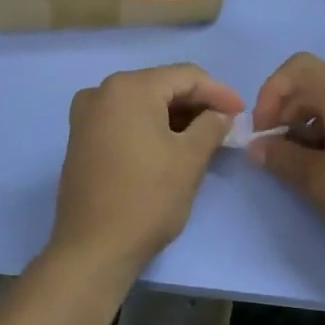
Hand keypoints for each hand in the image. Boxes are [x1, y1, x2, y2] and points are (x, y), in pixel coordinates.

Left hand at [49, 64, 244, 274]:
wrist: (94, 248)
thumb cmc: (147, 199)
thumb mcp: (190, 159)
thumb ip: (212, 126)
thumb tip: (221, 115)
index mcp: (129, 88)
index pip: (186, 76)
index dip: (219, 92)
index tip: (243, 113)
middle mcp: (102, 92)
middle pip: (161, 86)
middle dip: (196, 104)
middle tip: (226, 125)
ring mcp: (86, 116)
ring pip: (142, 104)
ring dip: (175, 117)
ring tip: (205, 137)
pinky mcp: (81, 139)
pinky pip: (124, 120)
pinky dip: (150, 127)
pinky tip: (172, 145)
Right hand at [248, 53, 324, 275]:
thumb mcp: (319, 183)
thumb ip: (281, 157)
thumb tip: (257, 146)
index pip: (300, 67)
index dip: (271, 93)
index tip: (264, 132)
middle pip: (318, 84)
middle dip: (289, 114)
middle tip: (279, 156)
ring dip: (312, 126)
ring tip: (309, 168)